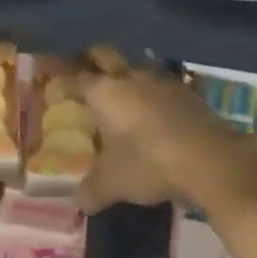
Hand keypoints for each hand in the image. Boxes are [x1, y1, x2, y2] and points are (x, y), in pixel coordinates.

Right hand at [72, 46, 256, 213]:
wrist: (212, 159)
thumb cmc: (150, 163)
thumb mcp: (113, 183)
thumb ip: (91, 190)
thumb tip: (78, 202)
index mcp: (105, 92)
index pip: (73, 75)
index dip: (58, 72)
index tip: (45, 70)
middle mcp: (130, 77)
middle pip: (104, 55)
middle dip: (90, 59)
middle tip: (80, 70)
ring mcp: (161, 81)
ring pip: (135, 65)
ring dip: (125, 72)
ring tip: (118, 88)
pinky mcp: (186, 92)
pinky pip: (160, 83)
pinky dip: (150, 91)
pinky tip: (152, 107)